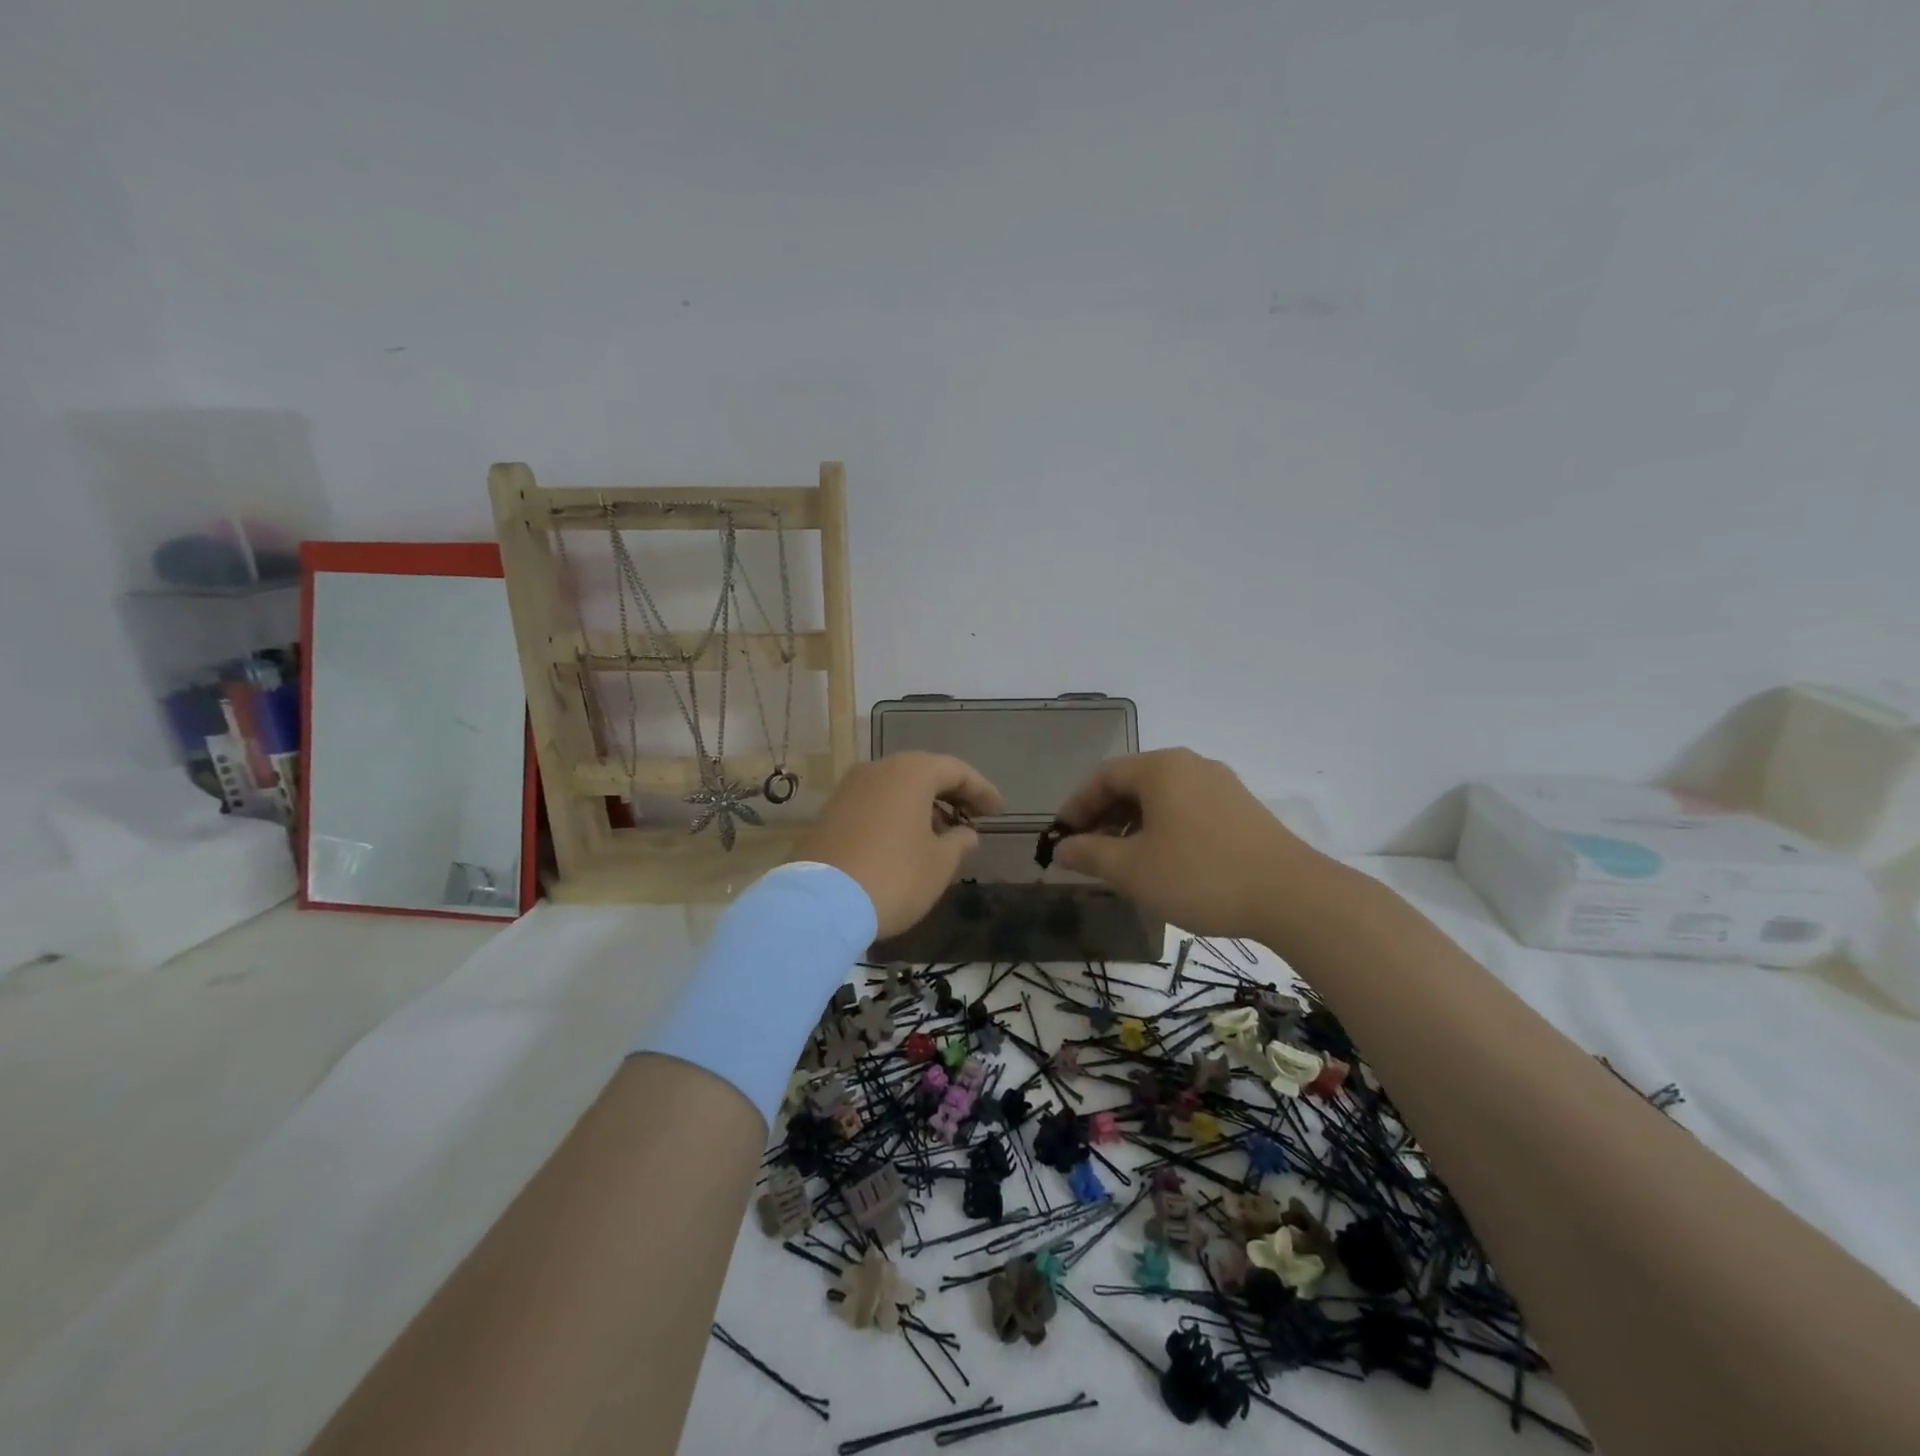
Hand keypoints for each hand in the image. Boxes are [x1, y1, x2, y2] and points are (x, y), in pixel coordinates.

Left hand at [797, 752, 1005, 936]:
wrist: (820, 904)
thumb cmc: (894, 876)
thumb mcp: (940, 864)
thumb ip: (959, 842)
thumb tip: (964, 833)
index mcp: (910, 772)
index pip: (956, 770)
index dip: (982, 791)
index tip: (999, 812)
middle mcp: (878, 769)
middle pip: (923, 773)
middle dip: (951, 795)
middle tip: (972, 819)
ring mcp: (848, 789)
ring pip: (896, 788)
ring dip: (922, 806)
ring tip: (941, 835)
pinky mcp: (830, 812)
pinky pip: (874, 803)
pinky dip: (896, 815)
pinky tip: (906, 842)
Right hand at [1052, 748, 1328, 938]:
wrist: (1293, 896)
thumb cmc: (1200, 875)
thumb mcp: (1133, 869)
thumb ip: (1090, 854)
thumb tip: (1061, 849)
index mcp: (1160, 768)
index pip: (1103, 776)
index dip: (1075, 806)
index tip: (1061, 837)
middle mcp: (1190, 765)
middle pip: (1132, 783)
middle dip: (1103, 815)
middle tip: (1087, 851)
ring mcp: (1220, 784)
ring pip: (1161, 797)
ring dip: (1132, 823)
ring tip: (1121, 860)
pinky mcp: (1241, 808)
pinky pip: (1187, 808)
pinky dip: (1162, 827)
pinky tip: (1163, 861)